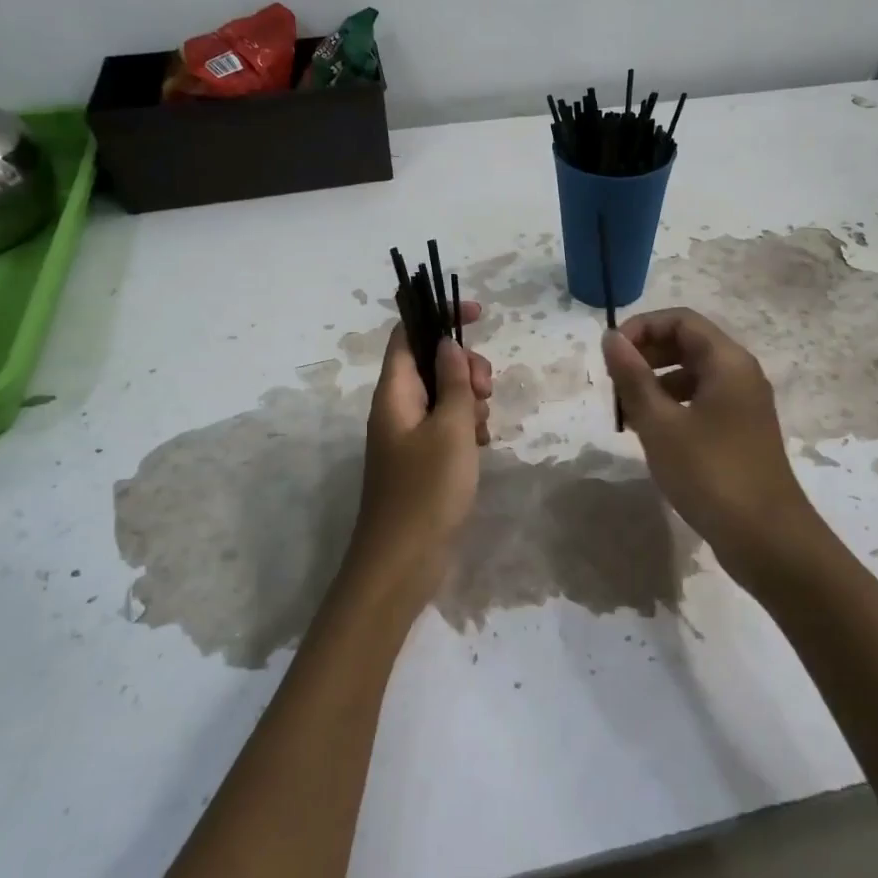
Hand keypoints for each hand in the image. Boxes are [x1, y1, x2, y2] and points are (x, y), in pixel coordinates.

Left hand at [346, 303, 492, 610]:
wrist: (402, 563)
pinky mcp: (421, 460)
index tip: (479, 314)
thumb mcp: (450, 429)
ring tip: (482, 426)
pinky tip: (480, 446)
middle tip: (483, 392)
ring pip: (442, 395)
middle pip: (430, 362)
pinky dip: (465, 427)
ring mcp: (407, 435)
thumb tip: (448, 343)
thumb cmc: (427, 491)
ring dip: (468, 399)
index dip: (439, 315)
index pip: (408, 333)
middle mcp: (396, 407)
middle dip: (464, 366)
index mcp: (394, 392)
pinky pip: (445, 426)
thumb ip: (453, 382)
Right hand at [602, 308, 825, 585]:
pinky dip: (672, 407)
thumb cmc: (710, 473)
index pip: (680, 320)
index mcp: (727, 361)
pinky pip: (701, 402)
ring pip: (692, 375)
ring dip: (655, 383)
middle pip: (687, 344)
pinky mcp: (740, 432)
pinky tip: (652, 434)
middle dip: (646, 355)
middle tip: (614, 384)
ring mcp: (743, 405)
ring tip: (627, 413)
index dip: (641, 328)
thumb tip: (611, 337)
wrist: (766, 538)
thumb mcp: (660, 424)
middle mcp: (740, 374)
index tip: (610, 354)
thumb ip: (632, 377)